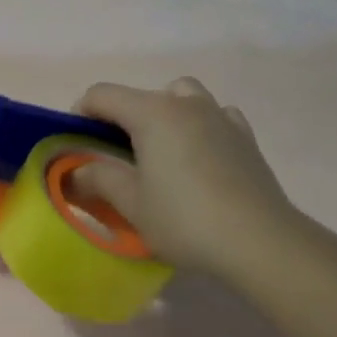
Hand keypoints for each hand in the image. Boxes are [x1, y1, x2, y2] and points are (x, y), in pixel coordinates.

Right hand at [74, 78, 308, 286]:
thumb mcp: (131, 204)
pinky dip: (200, 125)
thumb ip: (98, 179)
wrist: (260, 242)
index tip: (76, 143)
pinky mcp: (246, 138)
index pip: (102, 95)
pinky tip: (199, 156)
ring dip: (165, 114)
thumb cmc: (185, 219)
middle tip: (117, 155)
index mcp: (152, 113)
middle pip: (143, 95)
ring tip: (161, 151)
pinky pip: (216, 116)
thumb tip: (76, 171)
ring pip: (183, 97)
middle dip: (123, 117)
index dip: (81, 113)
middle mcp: (186, 104)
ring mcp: (221, 117)